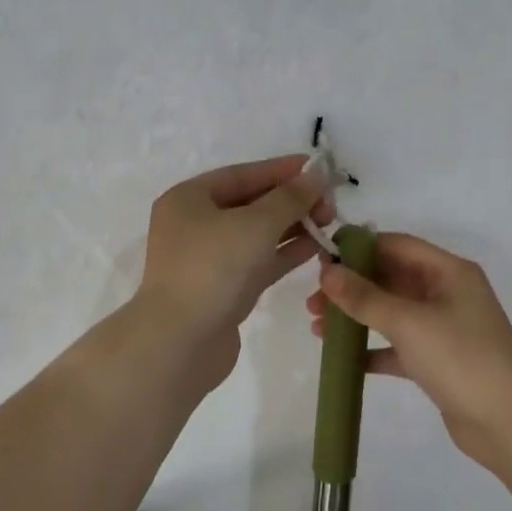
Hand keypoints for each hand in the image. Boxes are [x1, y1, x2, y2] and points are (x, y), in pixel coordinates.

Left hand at [134, 154, 333, 389]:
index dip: (281, 170)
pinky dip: (284, 253)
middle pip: (250, 203)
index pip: (242, 174)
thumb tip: (315, 176)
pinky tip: (316, 248)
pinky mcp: (222, 289)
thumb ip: (289, 198)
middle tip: (329, 203)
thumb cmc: (214, 269)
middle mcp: (194, 224)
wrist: (181, 342)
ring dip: (292, 227)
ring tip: (329, 222)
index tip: (318, 168)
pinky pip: (258, 261)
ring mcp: (207, 259)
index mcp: (189, 199)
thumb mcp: (256, 224)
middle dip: (290, 201)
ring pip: (256, 234)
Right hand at [308, 233, 511, 474]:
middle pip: (391, 279)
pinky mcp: (439, 362)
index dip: (358, 249)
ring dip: (357, 318)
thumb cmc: (461, 358)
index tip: (320, 261)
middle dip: (351, 288)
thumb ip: (365, 297)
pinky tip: (345, 361)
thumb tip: (327, 272)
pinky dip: (373, 350)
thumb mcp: (408, 322)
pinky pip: (399, 347)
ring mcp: (444, 329)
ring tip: (318, 329)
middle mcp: (447, 293)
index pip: (397, 245)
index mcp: (449, 272)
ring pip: (392, 313)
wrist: (510, 423)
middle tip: (313, 302)